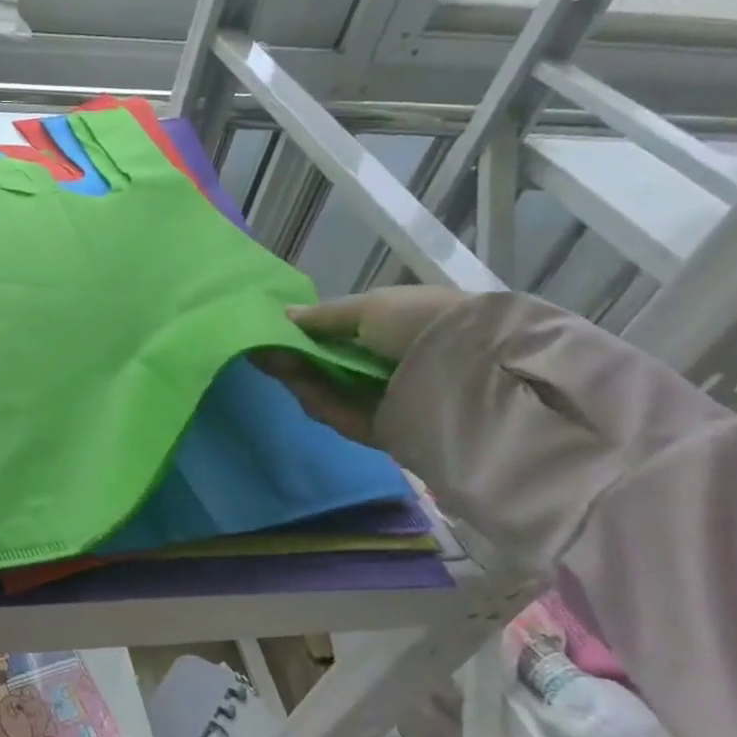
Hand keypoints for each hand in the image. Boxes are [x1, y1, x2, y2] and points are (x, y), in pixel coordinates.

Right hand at [253, 286, 467, 446]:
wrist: (472, 374)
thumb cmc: (423, 324)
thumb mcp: (371, 306)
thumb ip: (325, 315)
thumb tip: (284, 316)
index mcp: (404, 328)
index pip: (350, 330)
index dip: (313, 330)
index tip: (278, 329)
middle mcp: (398, 364)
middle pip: (336, 362)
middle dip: (301, 356)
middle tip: (264, 349)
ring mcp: (391, 399)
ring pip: (334, 389)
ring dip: (302, 377)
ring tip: (270, 362)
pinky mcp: (384, 430)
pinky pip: (342, 414)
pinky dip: (318, 401)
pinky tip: (295, 386)